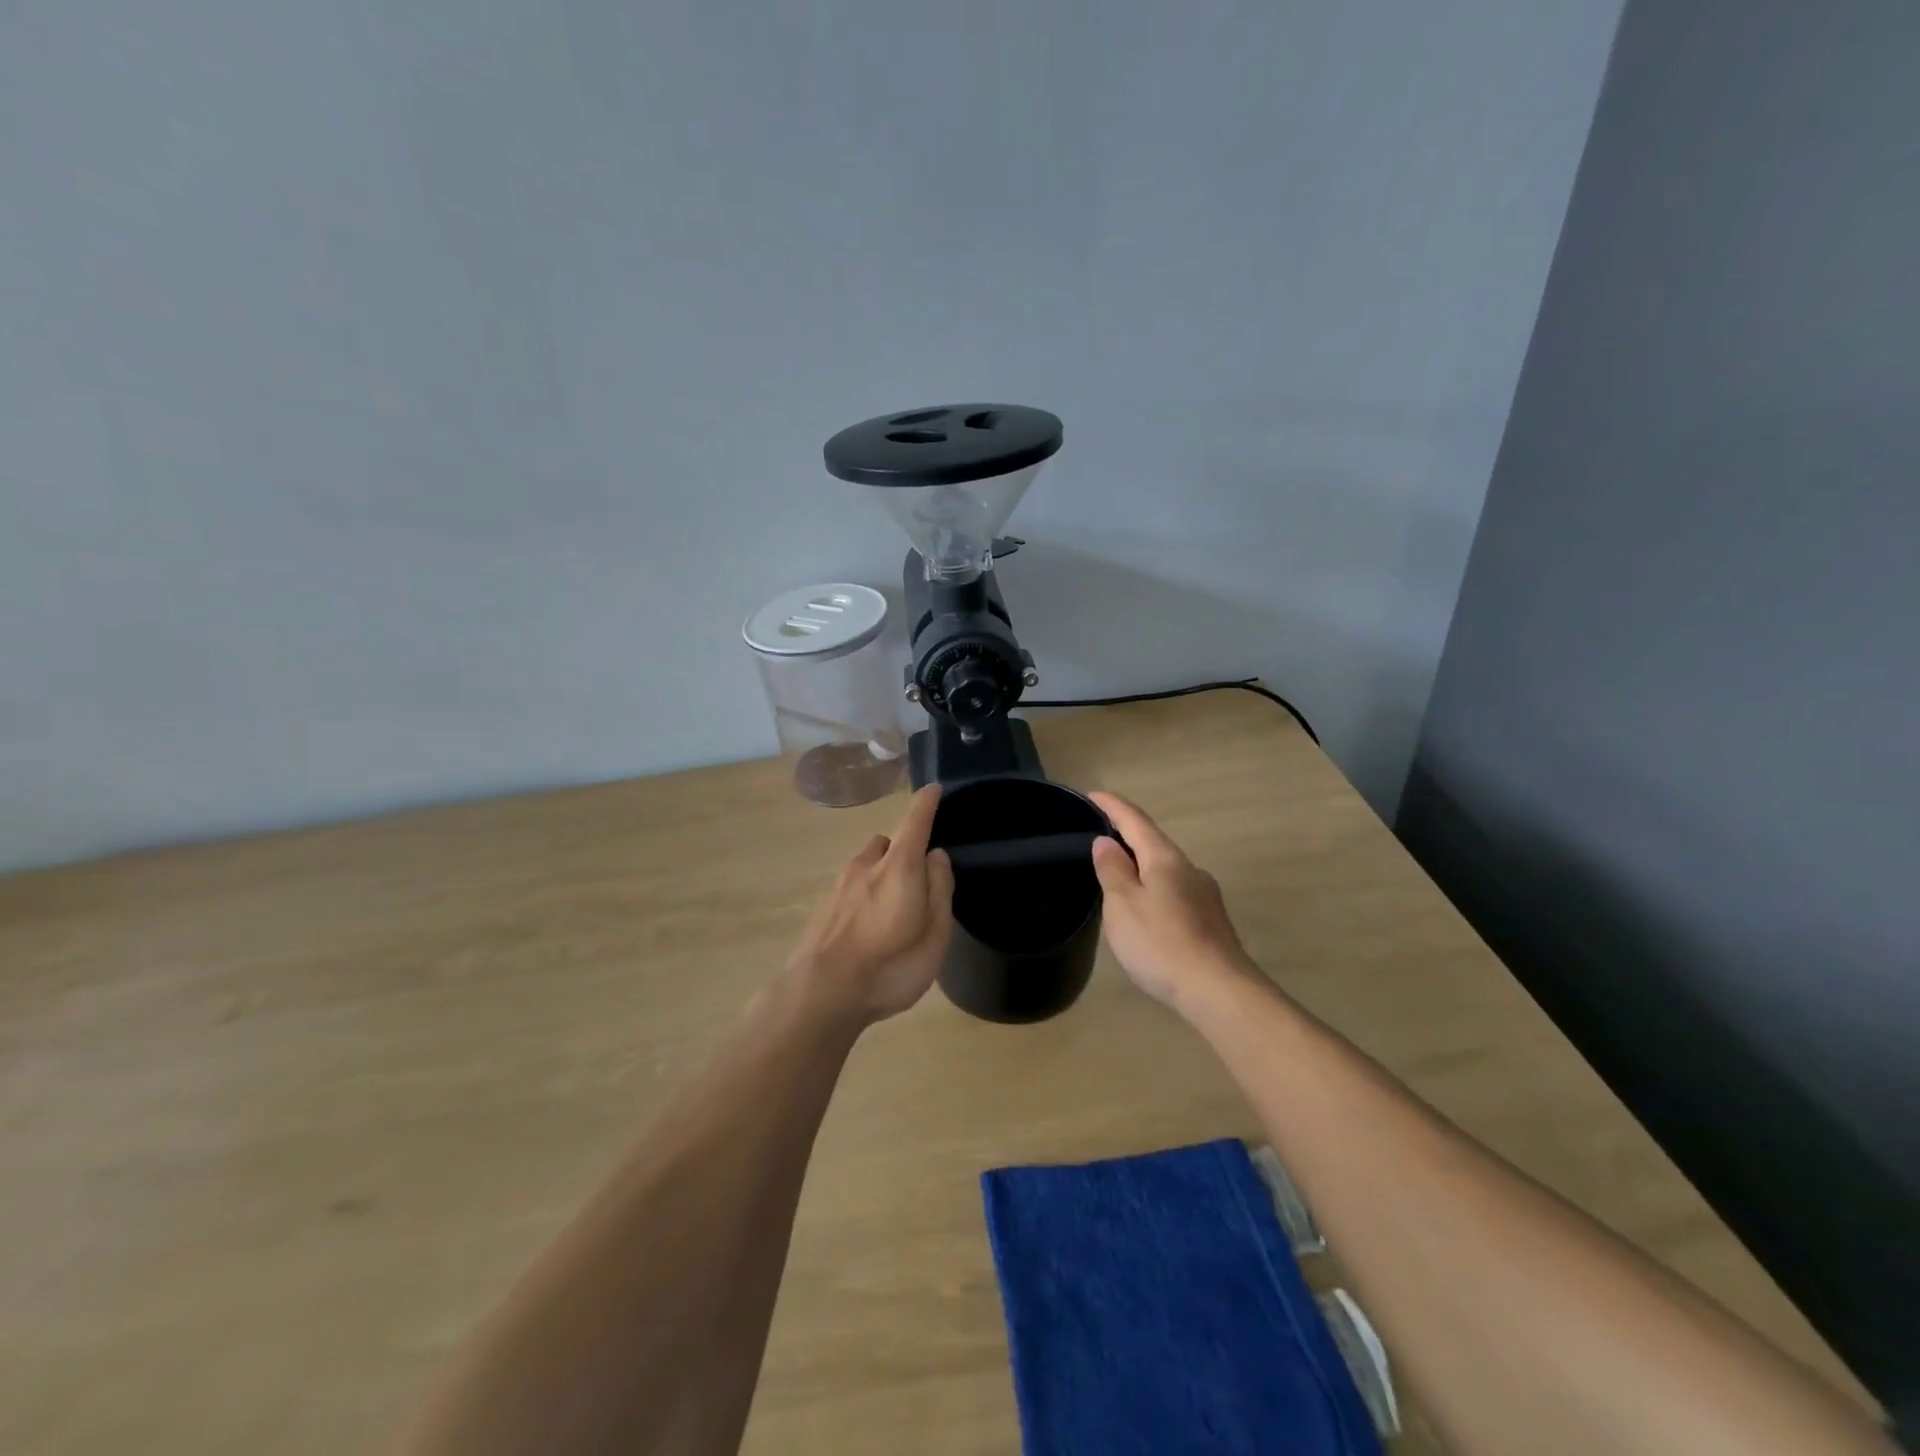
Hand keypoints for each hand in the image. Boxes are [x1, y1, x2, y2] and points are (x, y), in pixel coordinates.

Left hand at [787, 785, 955, 1025]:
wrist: (820, 994)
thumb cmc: (890, 966)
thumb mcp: (934, 935)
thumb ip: (939, 890)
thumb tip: (936, 855)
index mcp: (899, 867)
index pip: (915, 821)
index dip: (927, 803)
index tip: (933, 789)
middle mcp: (867, 865)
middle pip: (888, 843)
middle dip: (904, 850)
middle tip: (918, 882)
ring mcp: (840, 884)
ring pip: (867, 864)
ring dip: (882, 873)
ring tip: (892, 910)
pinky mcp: (823, 906)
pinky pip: (851, 886)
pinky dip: (864, 894)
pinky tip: (868, 928)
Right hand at [1089, 791, 1255, 1010]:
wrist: (1219, 992)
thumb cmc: (1161, 943)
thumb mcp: (1123, 905)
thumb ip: (1113, 871)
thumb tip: (1106, 842)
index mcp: (1165, 858)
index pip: (1135, 820)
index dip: (1112, 805)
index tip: (1091, 794)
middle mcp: (1189, 869)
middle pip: (1153, 843)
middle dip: (1126, 837)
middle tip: (1097, 839)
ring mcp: (1204, 895)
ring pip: (1165, 870)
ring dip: (1141, 867)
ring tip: (1116, 879)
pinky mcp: (1210, 921)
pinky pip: (1174, 893)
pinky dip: (1154, 891)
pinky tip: (1145, 912)